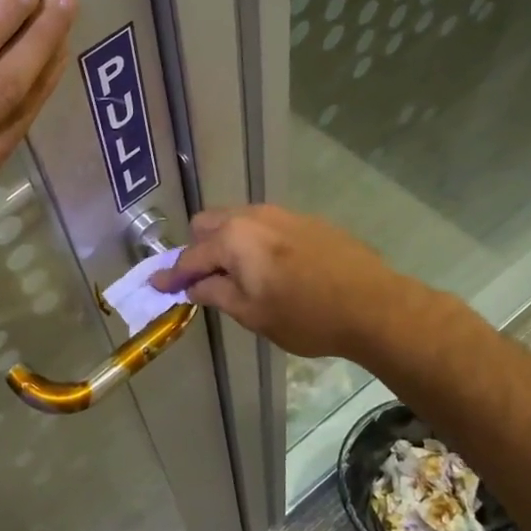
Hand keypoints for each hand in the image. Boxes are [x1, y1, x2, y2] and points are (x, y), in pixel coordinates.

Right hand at [151, 205, 394, 357]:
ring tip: (237, 274)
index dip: (171, 275)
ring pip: (237, 221)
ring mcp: (282, 214)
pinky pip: (264, 226)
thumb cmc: (306, 316)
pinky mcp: (306, 221)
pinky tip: (271, 268)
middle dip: (198, 249)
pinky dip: (253, 243)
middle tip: (202, 280)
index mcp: (234, 238)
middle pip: (208, 224)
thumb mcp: (252, 313)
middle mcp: (253, 216)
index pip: (191, 257)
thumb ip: (215, 294)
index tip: (156, 285)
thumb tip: (192, 287)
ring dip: (226, 243)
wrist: (375, 305)